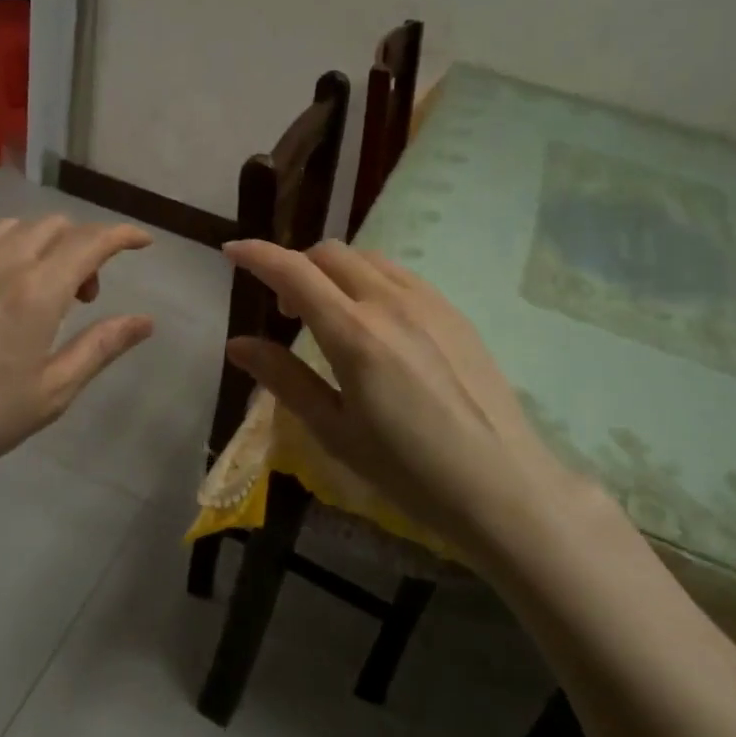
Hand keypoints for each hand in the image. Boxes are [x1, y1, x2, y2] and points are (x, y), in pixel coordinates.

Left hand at [0, 216, 154, 508]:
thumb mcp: (51, 392)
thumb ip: (101, 346)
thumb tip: (145, 321)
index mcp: (36, 290)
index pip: (91, 241)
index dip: (122, 235)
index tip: (142, 242)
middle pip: (53, 225)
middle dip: (82, 246)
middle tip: (84, 294)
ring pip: (11, 229)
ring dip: (40, 246)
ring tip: (37, 292)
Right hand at [223, 238, 598, 560]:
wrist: (503, 486)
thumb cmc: (409, 470)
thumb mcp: (335, 431)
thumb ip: (284, 379)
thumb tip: (238, 344)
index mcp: (354, 333)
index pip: (294, 272)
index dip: (257, 255)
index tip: (231, 251)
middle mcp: (390, 302)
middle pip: (329, 253)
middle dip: (296, 265)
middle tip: (285, 308)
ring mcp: (428, 302)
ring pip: (367, 258)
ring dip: (334, 270)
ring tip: (329, 312)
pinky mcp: (454, 312)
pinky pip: (400, 274)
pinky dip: (369, 279)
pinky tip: (374, 320)